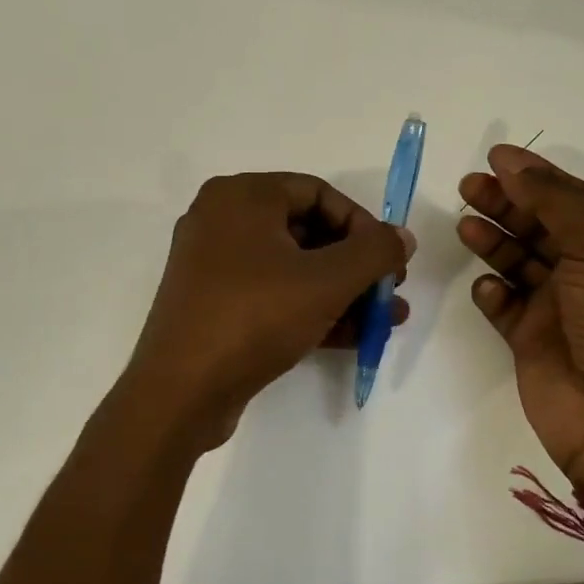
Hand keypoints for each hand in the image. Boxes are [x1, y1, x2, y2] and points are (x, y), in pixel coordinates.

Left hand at [124, 173, 413, 450]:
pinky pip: (274, 295)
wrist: (181, 391)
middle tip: (390, 290)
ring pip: (293, 268)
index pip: (317, 192)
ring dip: (343, 292)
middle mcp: (222, 220)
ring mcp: (214, 266)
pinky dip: (313, 310)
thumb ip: (374, 252)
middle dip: (356, 265)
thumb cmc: (255, 317)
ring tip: (387, 319)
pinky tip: (356, 336)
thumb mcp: (326, 281)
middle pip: (307, 231)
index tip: (389, 259)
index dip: (362, 224)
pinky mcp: (215, 305)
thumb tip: (402, 237)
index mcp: (241, 196)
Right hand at [458, 145, 583, 501]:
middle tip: (468, 187)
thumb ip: (553, 202)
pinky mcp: (533, 342)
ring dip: (495, 241)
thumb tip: (511, 163)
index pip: (575, 200)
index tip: (495, 158)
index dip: (536, 177)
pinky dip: (493, 293)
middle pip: (542, 227)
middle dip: (507, 204)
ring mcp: (562, 310)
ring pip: (520, 263)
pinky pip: (506, 307)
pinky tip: (487, 287)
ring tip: (465, 226)